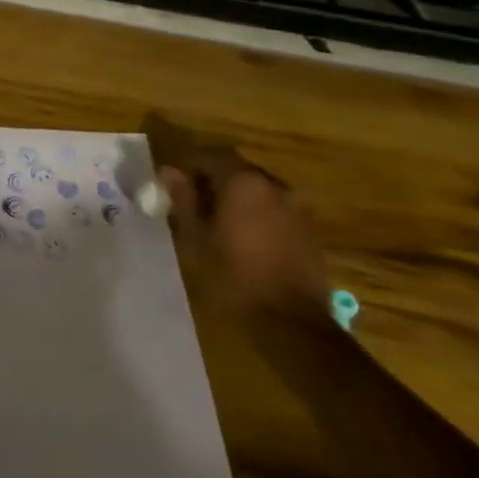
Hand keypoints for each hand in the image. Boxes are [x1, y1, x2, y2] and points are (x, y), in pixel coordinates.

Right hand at [158, 150, 327, 323]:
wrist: (291, 321)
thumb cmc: (233, 275)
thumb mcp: (196, 238)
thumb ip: (184, 200)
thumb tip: (169, 172)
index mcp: (243, 181)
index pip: (211, 156)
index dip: (190, 167)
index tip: (176, 186)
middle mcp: (273, 185)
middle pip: (237, 170)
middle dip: (215, 181)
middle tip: (195, 204)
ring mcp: (296, 207)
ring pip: (258, 190)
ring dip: (238, 199)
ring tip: (220, 224)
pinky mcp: (309, 230)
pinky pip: (276, 210)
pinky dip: (258, 215)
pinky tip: (247, 240)